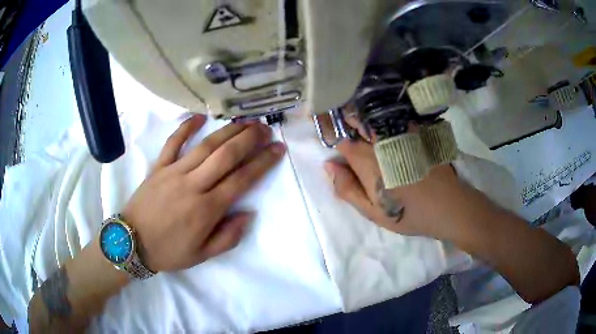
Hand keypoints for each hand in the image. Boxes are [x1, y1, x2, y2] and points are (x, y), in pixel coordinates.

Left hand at [122, 115, 285, 271]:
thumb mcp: (202, 256)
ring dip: (228, 131)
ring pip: (205, 146)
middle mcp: (193, 185)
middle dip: (249, 139)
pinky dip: (186, 127)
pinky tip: (200, 117)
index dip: (263, 162)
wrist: (131, 243)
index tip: (278, 149)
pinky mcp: (158, 167)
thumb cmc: (168, 251)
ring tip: (245, 121)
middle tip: (265, 128)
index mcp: (206, 209)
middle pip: (226, 155)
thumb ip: (228, 237)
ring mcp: (174, 172)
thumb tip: (248, 214)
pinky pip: (173, 142)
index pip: (242, 179)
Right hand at [323, 116, 487, 240]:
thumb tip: (328, 166)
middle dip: (346, 119)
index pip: (340, 138)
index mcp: (367, 161)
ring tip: (361, 123)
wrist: (447, 206)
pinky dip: (383, 116)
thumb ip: (348, 189)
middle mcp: (381, 141)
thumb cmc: (408, 213)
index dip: (330, 133)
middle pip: (356, 120)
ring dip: (363, 115)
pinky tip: (384, 123)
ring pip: (374, 116)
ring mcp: (400, 133)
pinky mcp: (416, 132)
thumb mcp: (373, 211)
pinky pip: (394, 117)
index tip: (327, 134)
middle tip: (345, 128)